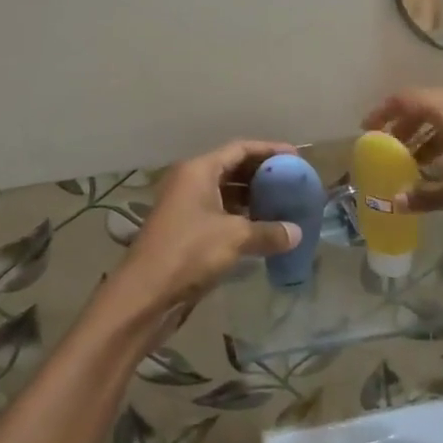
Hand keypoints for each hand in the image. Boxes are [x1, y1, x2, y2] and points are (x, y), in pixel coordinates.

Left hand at [99, 140, 304, 332]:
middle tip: (292, 182)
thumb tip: (297, 233)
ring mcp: (186, 206)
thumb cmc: (189, 252)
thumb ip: (268, 232)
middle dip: (262, 174)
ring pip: (226, 193)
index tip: (296, 157)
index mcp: (198, 170)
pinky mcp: (186, 230)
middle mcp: (190, 182)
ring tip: (283, 204)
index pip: (239, 149)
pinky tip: (263, 229)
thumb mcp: (234, 238)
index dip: (269, 150)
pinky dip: (241, 217)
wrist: (146, 293)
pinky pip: (220, 214)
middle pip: (232, 168)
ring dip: (253, 198)